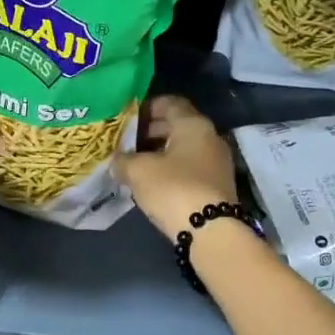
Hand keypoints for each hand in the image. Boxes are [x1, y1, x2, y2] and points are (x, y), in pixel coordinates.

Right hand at [115, 96, 238, 242]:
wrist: (211, 232)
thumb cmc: (174, 189)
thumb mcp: (138, 171)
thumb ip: (123, 160)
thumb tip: (118, 160)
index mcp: (193, 124)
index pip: (170, 102)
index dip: (147, 107)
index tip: (127, 118)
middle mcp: (210, 137)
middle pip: (177, 125)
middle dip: (150, 131)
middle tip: (126, 142)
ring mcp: (217, 162)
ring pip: (183, 148)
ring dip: (160, 153)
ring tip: (135, 164)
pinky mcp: (217, 185)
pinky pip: (190, 167)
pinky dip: (171, 169)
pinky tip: (152, 183)